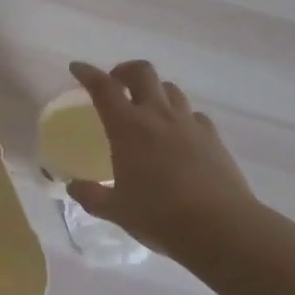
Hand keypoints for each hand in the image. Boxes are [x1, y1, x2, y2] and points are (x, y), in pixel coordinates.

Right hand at [66, 60, 257, 258]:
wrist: (220, 227)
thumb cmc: (160, 215)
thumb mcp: (116, 210)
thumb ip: (91, 195)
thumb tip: (73, 187)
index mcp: (128, 127)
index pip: (103, 88)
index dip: (88, 73)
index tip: (77, 68)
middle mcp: (157, 115)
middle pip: (142, 72)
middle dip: (125, 70)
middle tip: (117, 84)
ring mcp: (188, 123)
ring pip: (170, 88)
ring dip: (154, 90)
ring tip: (148, 108)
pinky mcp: (212, 136)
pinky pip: (193, 114)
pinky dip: (181, 116)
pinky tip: (179, 134)